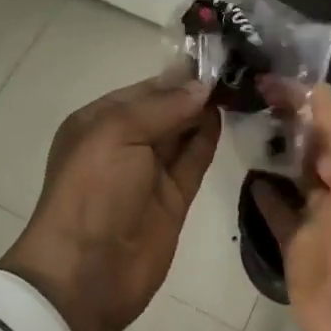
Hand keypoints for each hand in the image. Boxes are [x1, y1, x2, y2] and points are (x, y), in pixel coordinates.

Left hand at [0, 74, 221, 330]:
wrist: (87, 273)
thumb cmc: (92, 192)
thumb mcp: (117, 134)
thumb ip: (162, 107)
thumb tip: (203, 86)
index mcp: (99, 121)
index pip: (145, 89)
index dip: (178, 75)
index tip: (216, 56)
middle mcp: (125, 142)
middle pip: (166, 109)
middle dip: (195, 91)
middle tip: (239, 68)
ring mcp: (150, 171)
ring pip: (183, 132)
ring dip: (206, 111)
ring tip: (243, 85)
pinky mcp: (174, 197)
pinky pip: (194, 160)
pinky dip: (209, 138)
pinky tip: (230, 116)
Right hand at [251, 82, 330, 330]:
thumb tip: (312, 88)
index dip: (301, 95)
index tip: (263, 76)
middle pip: (311, 141)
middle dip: (284, 117)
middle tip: (241, 92)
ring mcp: (320, 217)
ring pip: (292, 172)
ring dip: (271, 149)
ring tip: (235, 120)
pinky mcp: (297, 245)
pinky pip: (277, 209)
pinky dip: (263, 191)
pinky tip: (244, 170)